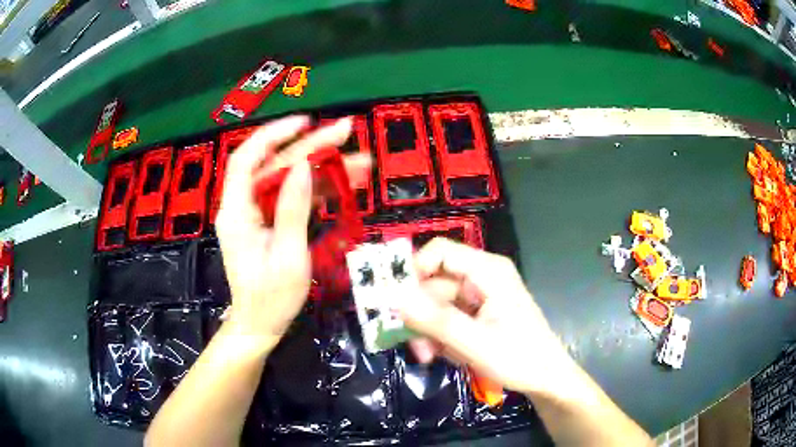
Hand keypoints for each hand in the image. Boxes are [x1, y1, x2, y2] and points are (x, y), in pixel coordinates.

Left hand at [215, 115, 369, 342]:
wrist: (260, 325)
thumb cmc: (271, 299)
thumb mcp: (288, 257)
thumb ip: (293, 209)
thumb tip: (305, 166)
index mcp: (237, 213)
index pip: (246, 159)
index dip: (273, 135)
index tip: (305, 122)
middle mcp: (241, 206)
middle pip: (274, 165)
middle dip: (311, 147)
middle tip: (347, 132)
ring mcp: (254, 213)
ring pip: (287, 178)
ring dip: (321, 167)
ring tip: (358, 160)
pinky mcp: (267, 221)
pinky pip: (291, 196)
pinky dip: (316, 188)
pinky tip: (344, 181)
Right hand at [400, 238, 571, 394]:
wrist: (546, 379)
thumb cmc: (519, 358)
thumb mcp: (474, 343)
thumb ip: (434, 320)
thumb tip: (394, 297)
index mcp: (487, 271)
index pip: (440, 252)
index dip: (413, 270)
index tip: (395, 301)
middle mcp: (481, 277)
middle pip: (434, 283)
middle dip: (420, 314)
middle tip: (414, 345)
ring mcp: (479, 296)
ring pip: (436, 304)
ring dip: (429, 330)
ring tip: (430, 356)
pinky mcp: (478, 314)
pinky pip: (446, 318)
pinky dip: (440, 336)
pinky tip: (447, 354)